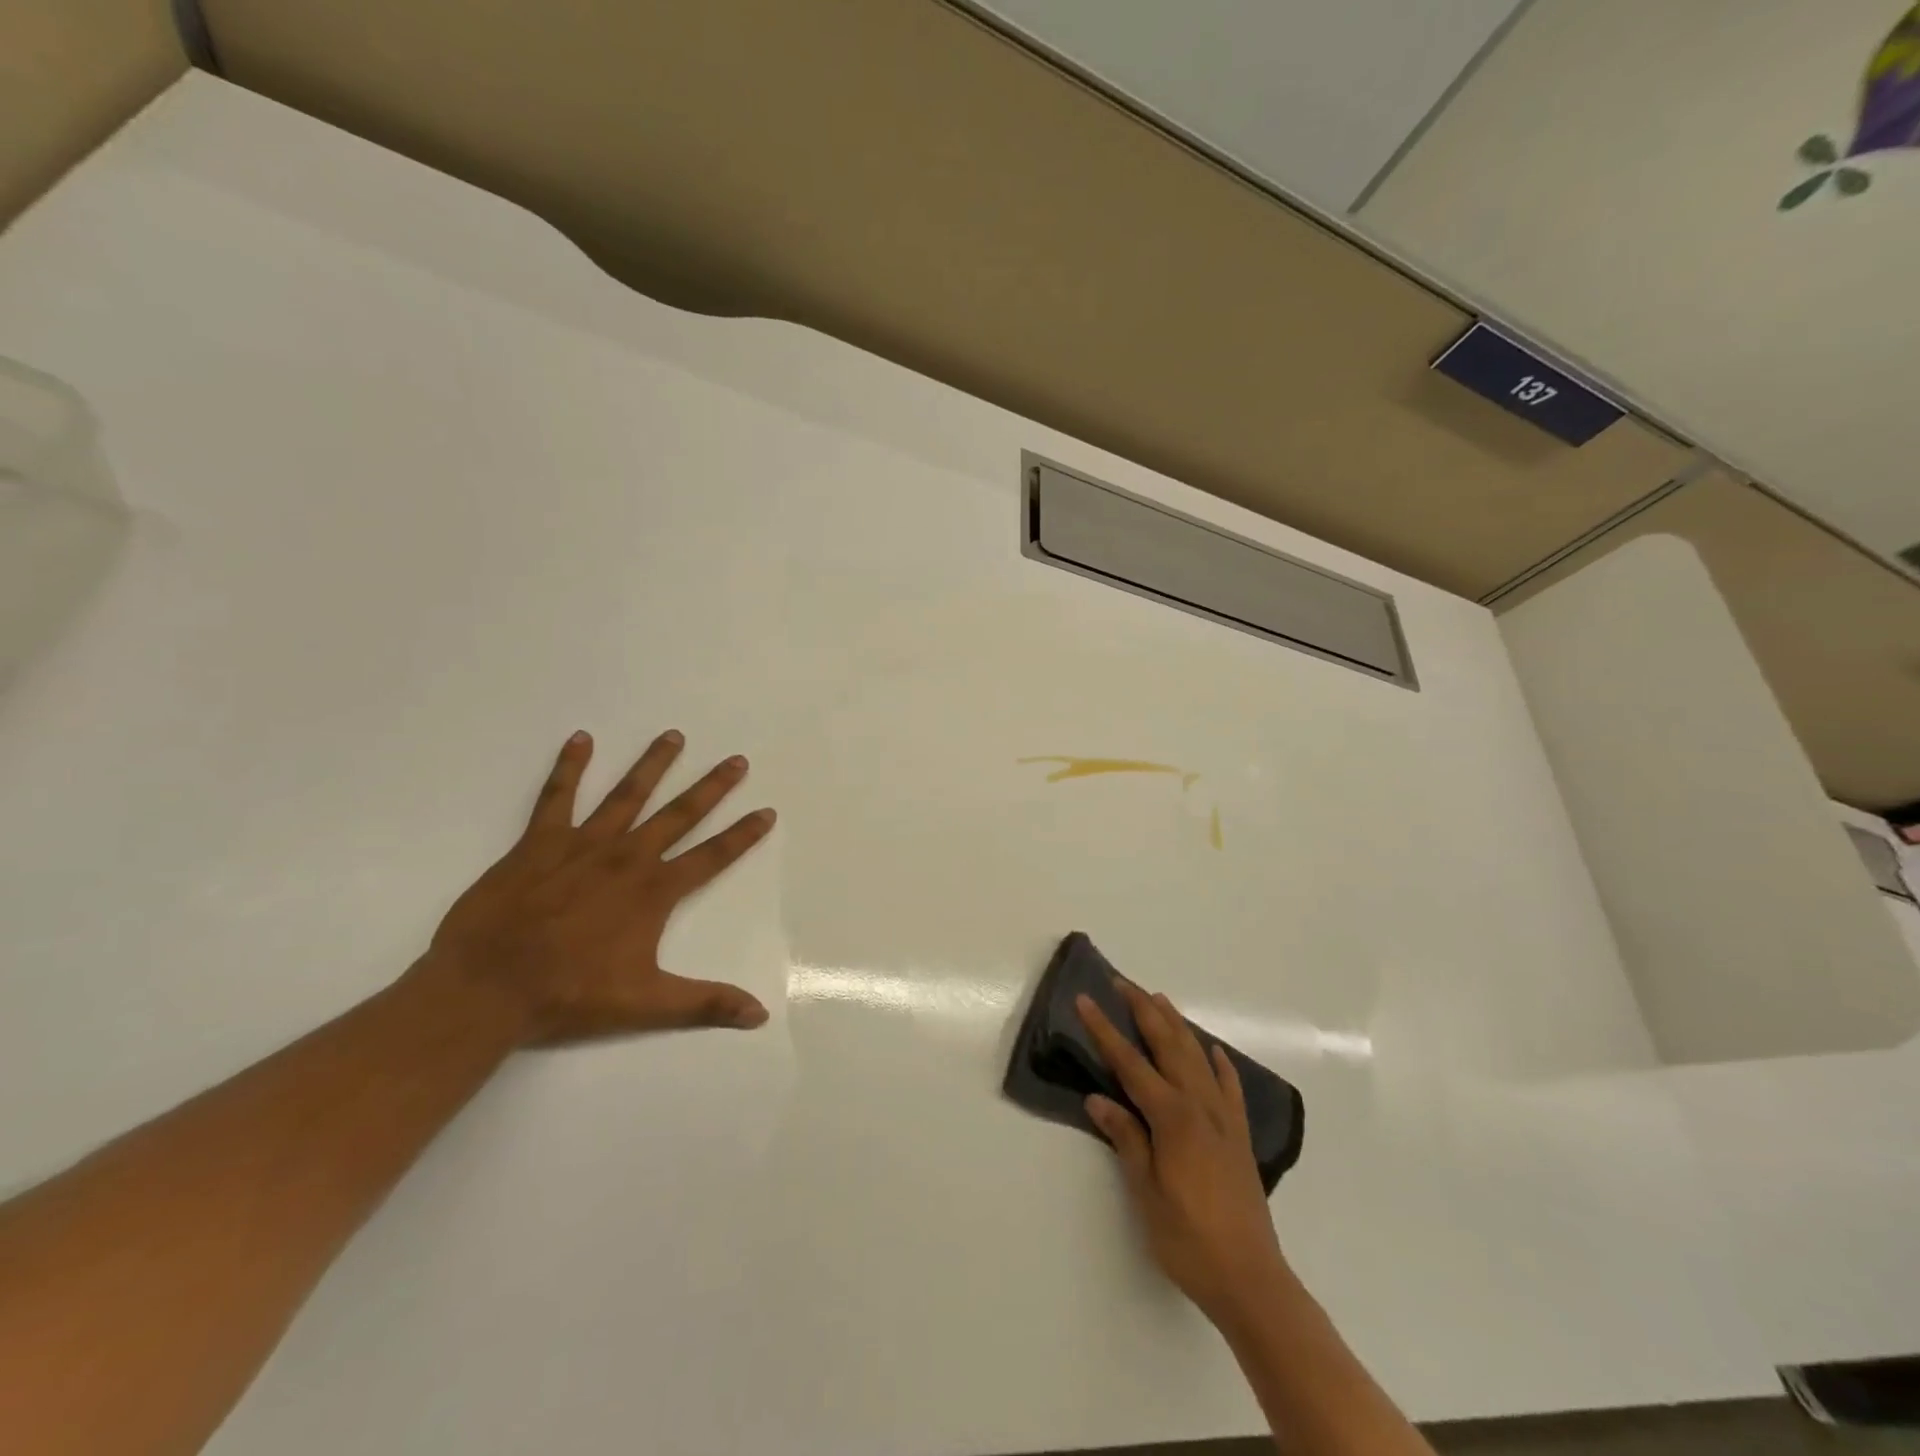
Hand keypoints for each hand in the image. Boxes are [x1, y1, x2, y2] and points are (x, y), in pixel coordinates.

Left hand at [422, 729, 777, 1044]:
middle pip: (679, 814)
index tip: (767, 811)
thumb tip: (760, 1015)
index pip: (712, 856)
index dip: (743, 834)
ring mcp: (583, 845)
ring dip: (653, 764)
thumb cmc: (569, 995)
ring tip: (674, 736)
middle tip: (736, 760)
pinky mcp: (539, 843)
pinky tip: (581, 739)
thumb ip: (705, 1003)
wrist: (487, 988)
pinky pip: (558, 796)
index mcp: (654, 891)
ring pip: (627, 794)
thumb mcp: (646, 1003)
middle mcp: (627, 857)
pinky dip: (570, 767)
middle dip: (712, 787)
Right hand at [1077, 981, 1286, 1322]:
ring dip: (1177, 1025)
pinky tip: (1214, 1052)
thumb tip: (1097, 1098)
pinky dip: (1220, 1064)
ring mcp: (1224, 1119)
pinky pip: (1230, 1087)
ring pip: (1198, 1057)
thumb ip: (1126, 1139)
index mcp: (1172, 1117)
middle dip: (1143, 1011)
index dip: (1105, 1030)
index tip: (1086, 1000)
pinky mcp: (1241, 1137)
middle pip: (1168, 1045)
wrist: (1251, 1279)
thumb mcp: (1146, 1193)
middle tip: (1122, 983)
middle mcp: (1199, 1106)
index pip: (1130, 1062)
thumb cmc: (1189, 1240)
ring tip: (1159, 1000)